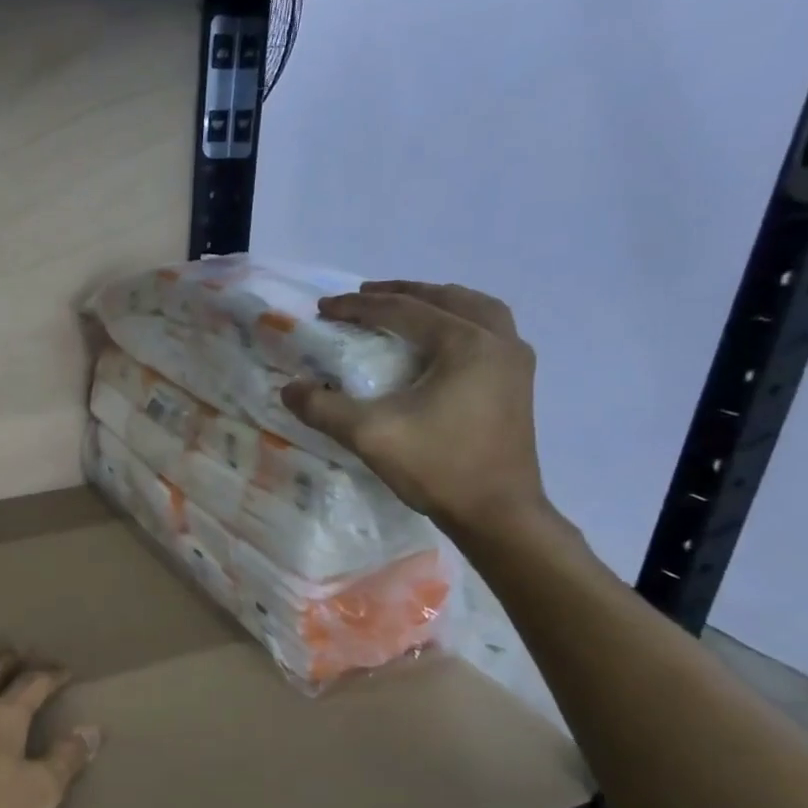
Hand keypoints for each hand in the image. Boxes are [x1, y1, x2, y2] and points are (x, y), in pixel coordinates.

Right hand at [281, 280, 551, 540]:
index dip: (358, 306)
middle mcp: (498, 340)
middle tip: (363, 296)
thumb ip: (324, 408)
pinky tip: (439, 341)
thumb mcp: (369, 435)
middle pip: (446, 298)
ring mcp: (515, 362)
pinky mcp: (518, 384)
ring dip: (436, 302)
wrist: (498, 514)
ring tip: (405, 308)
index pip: (403, 310)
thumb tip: (289, 389)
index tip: (323, 308)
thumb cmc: (438, 467)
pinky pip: (489, 331)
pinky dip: (459, 322)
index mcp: (466, 343)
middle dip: (401, 293)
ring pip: (476, 309)